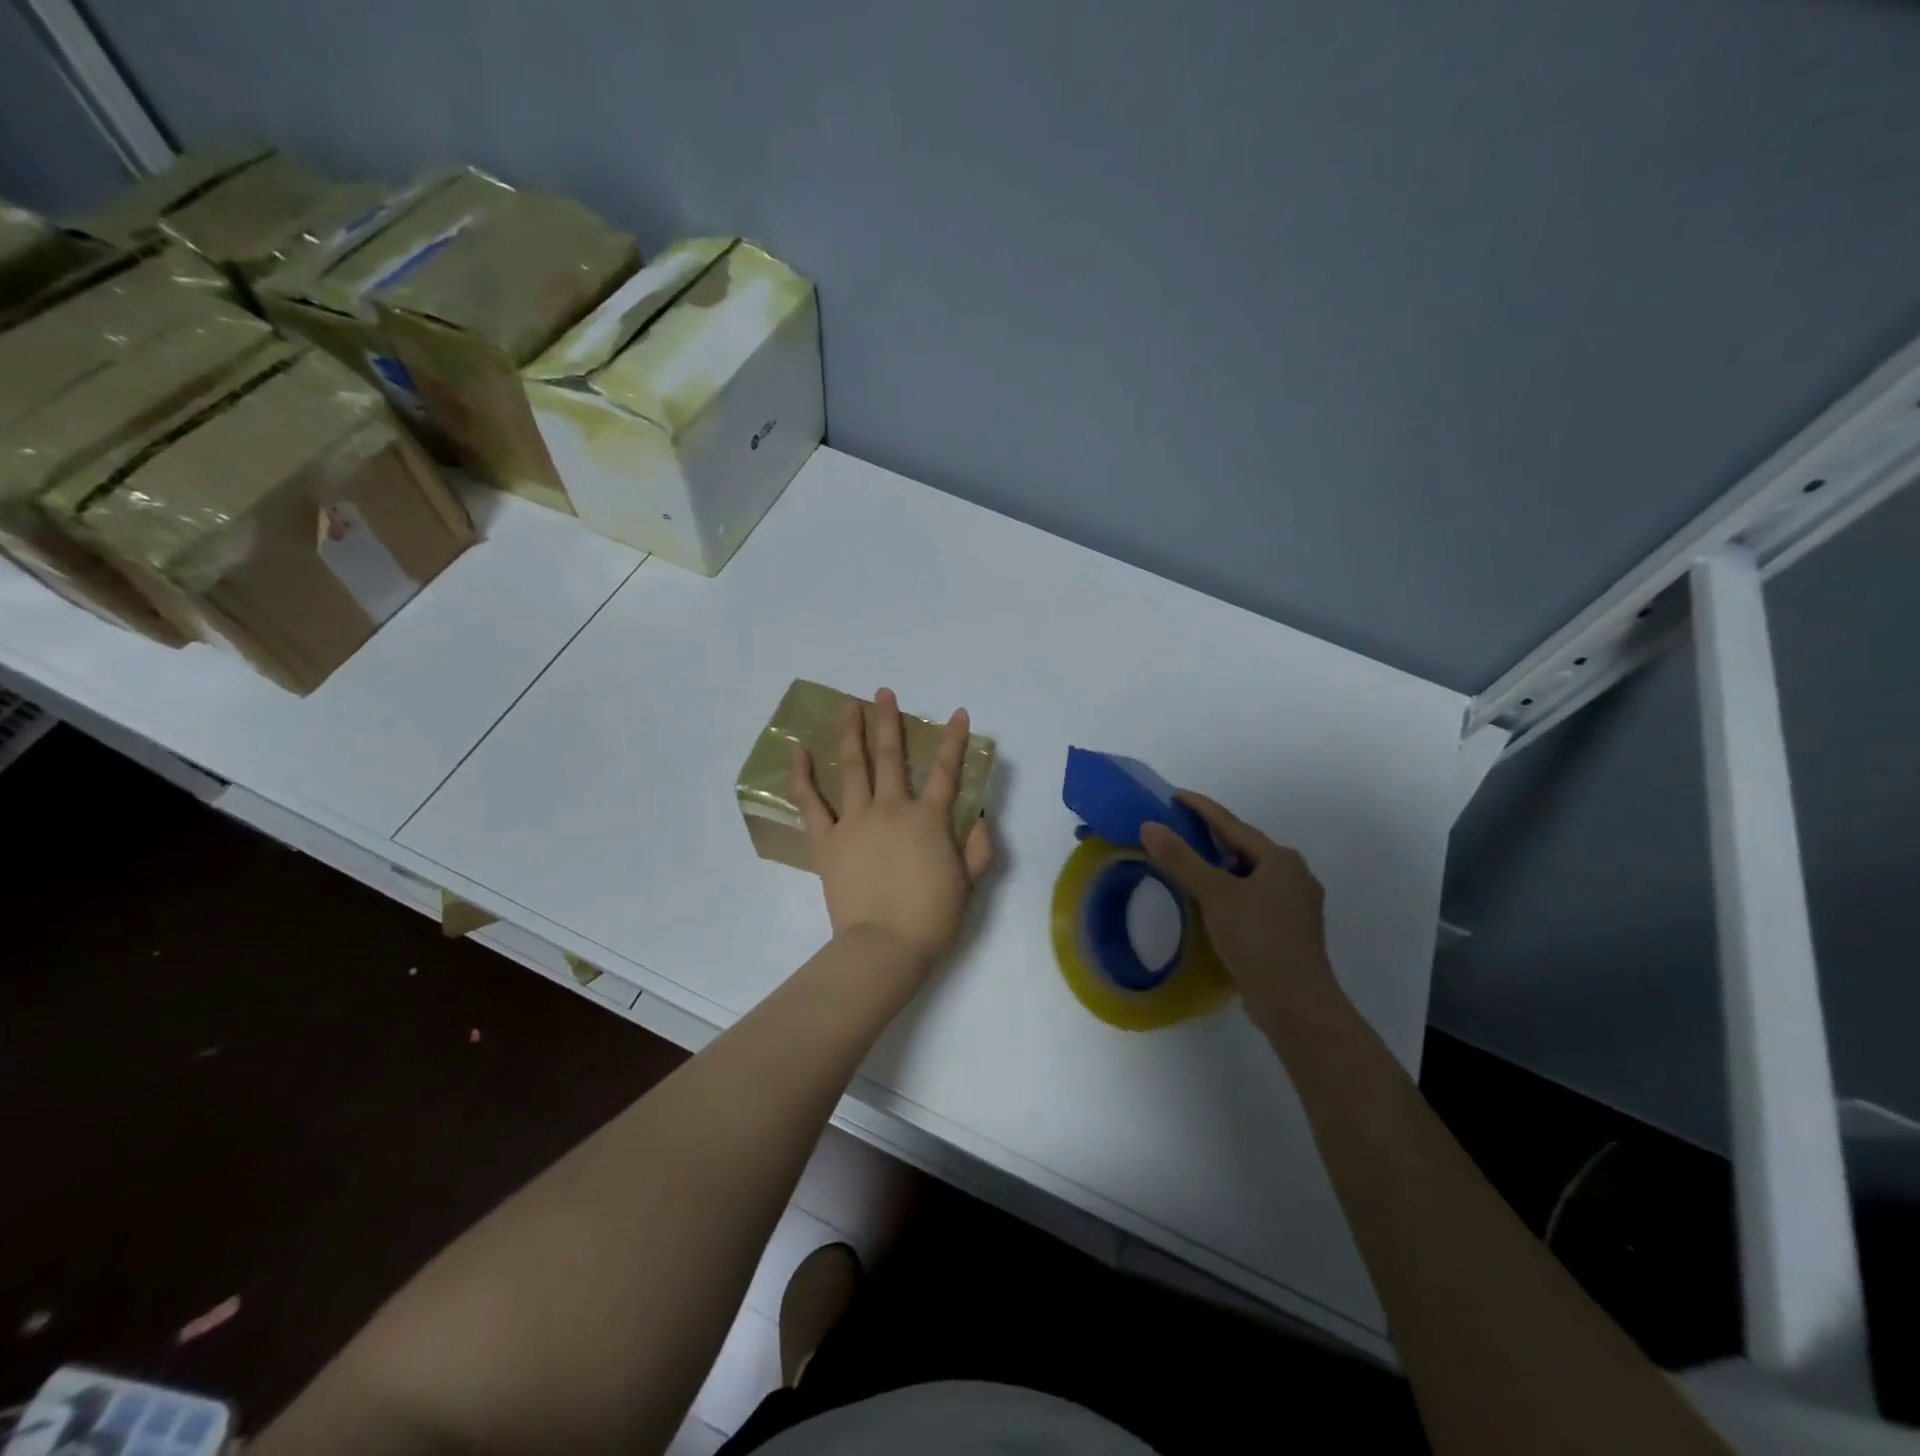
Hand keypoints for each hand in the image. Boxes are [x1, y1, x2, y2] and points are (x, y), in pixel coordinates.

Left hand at [791, 688, 994, 977]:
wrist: (885, 947)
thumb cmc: (931, 919)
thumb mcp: (969, 884)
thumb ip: (977, 847)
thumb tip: (977, 817)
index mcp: (928, 819)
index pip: (945, 771)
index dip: (954, 740)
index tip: (958, 714)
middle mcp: (891, 809)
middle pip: (889, 756)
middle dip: (889, 721)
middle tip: (884, 693)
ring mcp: (855, 822)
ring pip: (852, 767)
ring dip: (850, 733)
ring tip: (849, 706)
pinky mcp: (827, 840)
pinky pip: (811, 803)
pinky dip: (803, 776)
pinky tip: (798, 750)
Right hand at [1140, 791, 1343, 1033]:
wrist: (1297, 1004)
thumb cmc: (1258, 940)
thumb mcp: (1215, 895)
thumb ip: (1181, 859)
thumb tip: (1149, 825)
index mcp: (1280, 859)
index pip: (1232, 824)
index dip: (1201, 808)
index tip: (1174, 795)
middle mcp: (1292, 875)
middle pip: (1243, 847)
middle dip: (1210, 836)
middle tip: (1175, 827)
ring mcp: (1293, 904)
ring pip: (1247, 873)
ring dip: (1218, 865)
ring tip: (1186, 861)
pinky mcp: (1287, 929)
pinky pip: (1251, 895)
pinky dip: (1228, 889)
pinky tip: (1210, 899)